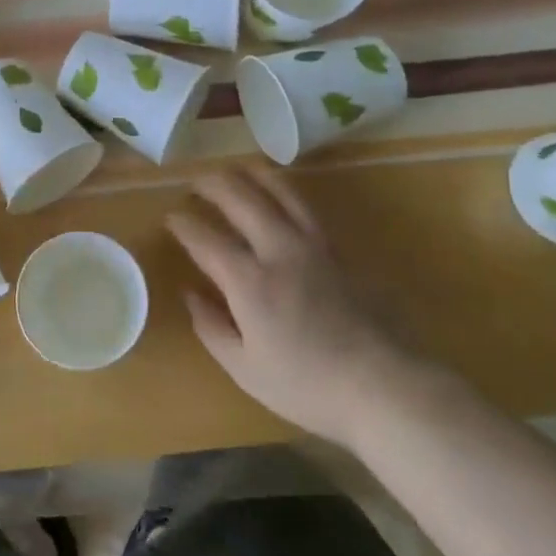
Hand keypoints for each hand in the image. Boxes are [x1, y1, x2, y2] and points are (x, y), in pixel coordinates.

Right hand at [167, 165, 418, 445]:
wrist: (385, 387)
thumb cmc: (308, 386)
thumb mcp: (245, 369)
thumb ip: (211, 327)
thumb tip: (190, 294)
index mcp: (249, 282)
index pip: (205, 239)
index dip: (183, 224)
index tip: (170, 218)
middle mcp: (279, 251)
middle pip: (240, 199)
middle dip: (212, 185)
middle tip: (196, 184)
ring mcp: (314, 246)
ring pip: (279, 191)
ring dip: (251, 175)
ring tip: (235, 169)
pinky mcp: (340, 250)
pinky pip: (306, 207)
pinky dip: (284, 190)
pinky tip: (278, 191)